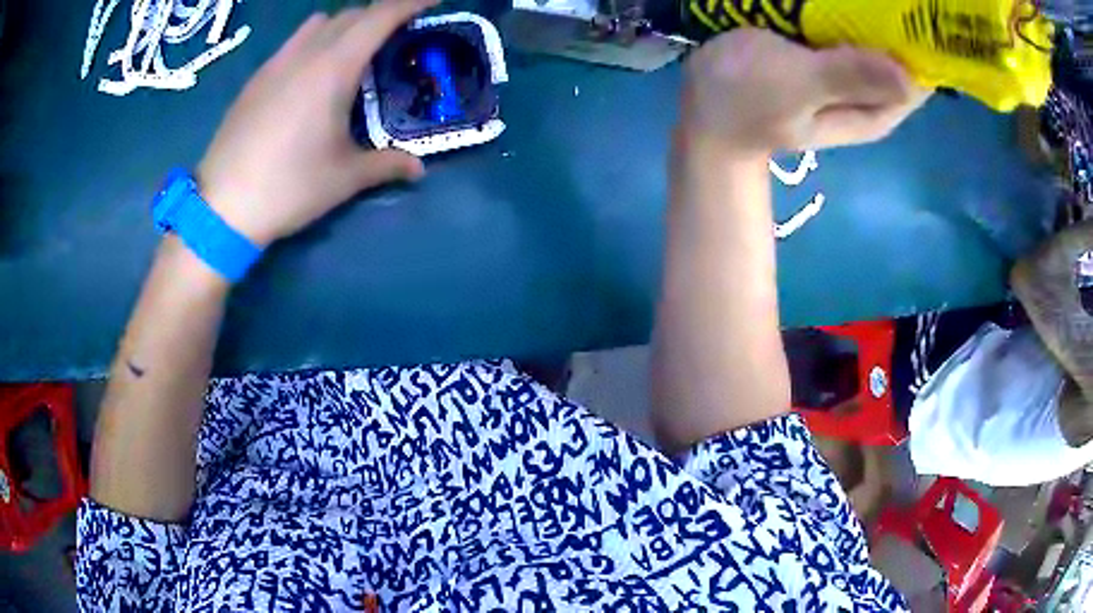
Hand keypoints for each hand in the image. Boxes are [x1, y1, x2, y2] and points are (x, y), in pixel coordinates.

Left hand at [198, 0, 435, 247]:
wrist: (222, 207)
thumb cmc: (288, 187)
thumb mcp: (344, 178)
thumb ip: (387, 164)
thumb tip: (418, 168)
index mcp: (333, 69)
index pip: (380, 17)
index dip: (410, 3)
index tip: (432, 0)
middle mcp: (304, 55)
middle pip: (351, 15)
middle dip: (380, 16)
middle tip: (397, 37)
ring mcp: (275, 64)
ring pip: (317, 24)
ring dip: (344, 26)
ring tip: (353, 53)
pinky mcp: (255, 80)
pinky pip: (293, 43)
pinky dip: (314, 43)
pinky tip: (311, 76)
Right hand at [680, 28, 928, 155]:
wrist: (704, 110)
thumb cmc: (745, 98)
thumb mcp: (794, 84)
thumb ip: (848, 77)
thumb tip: (909, 76)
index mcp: (873, 110)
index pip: (917, 77)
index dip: (921, 44)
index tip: (917, 9)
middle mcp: (869, 94)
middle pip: (899, 55)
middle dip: (896, 22)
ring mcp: (848, 74)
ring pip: (875, 40)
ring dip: (871, 15)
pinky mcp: (827, 59)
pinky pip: (849, 31)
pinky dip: (849, 15)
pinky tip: (842, 2)